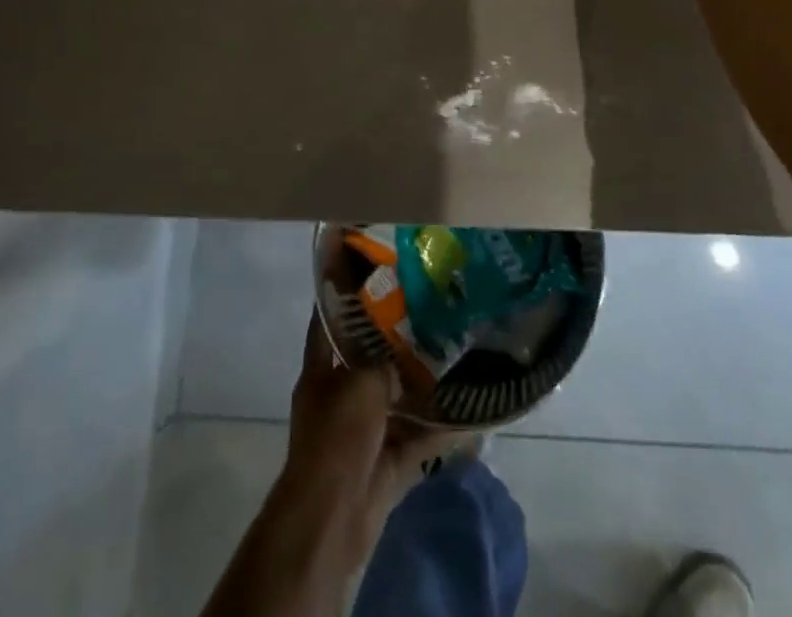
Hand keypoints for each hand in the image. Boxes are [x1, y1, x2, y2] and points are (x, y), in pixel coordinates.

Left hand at [278, 318, 452, 573]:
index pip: (329, 322)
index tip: (373, 274)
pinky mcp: (386, 463)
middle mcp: (340, 397)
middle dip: (397, 343)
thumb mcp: (360, 381)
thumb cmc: (337, 436)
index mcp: (321, 371)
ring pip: (396, 400)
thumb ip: (384, 357)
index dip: (346, 298)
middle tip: (431, 314)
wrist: (332, 517)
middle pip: (369, 361)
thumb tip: (408, 337)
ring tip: (456, 357)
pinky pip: (416, 439)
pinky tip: (470, 415)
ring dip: (422, 386)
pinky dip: (439, 431)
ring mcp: (363, 432)